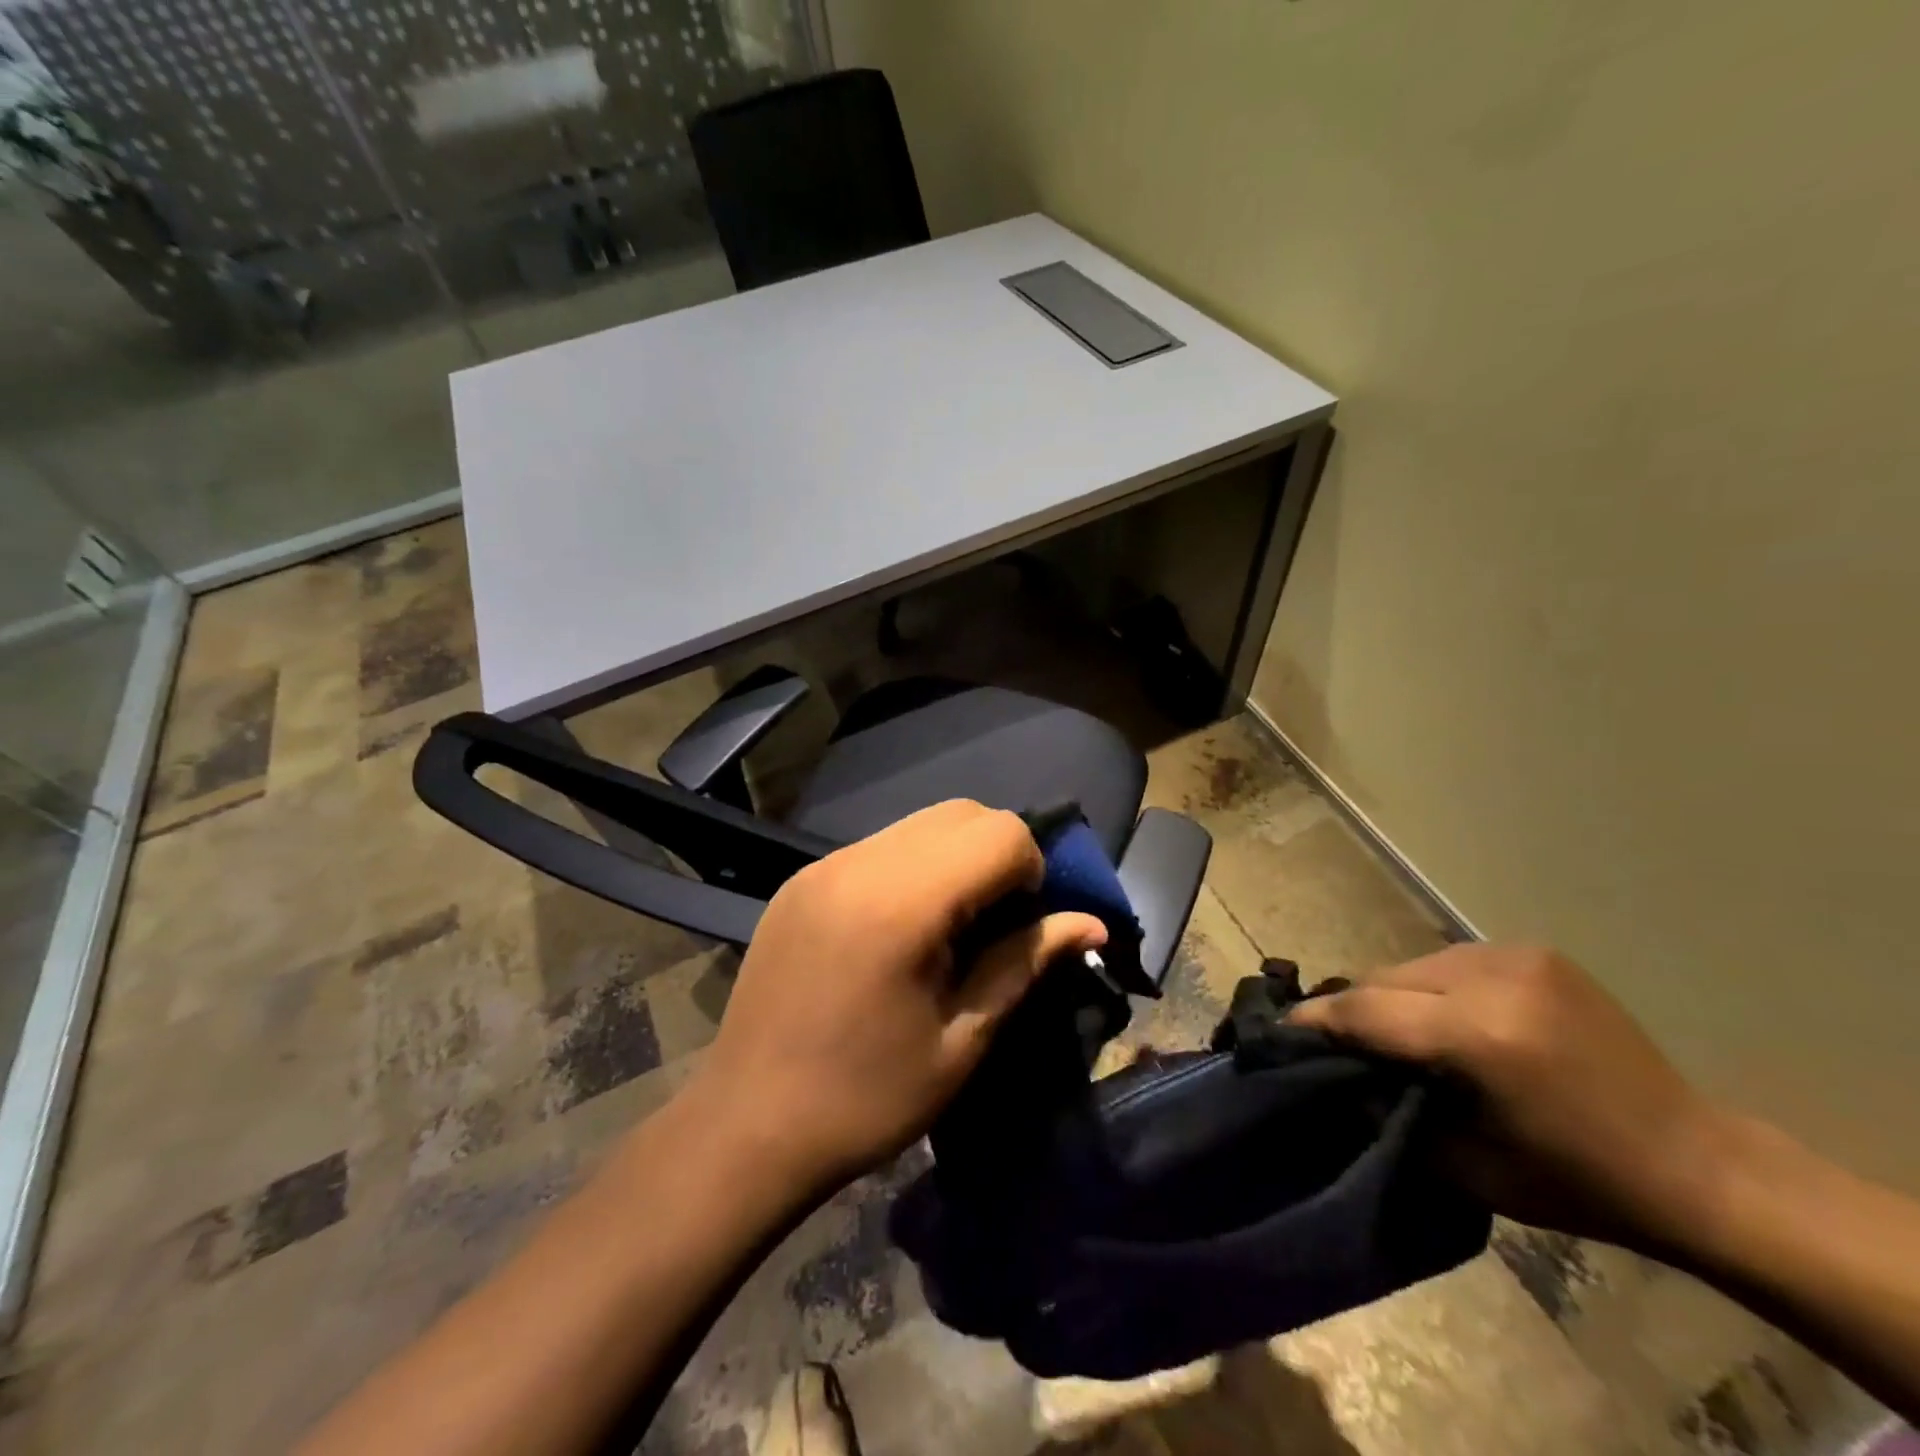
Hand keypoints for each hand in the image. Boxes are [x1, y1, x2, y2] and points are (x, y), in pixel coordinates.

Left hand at [687, 800, 1107, 1195]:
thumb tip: (1093, 923)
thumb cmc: (866, 1099)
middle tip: (993, 926)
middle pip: (962, 813)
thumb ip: (1025, 963)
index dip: (1033, 872)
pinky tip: (899, 931)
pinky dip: (912, 868)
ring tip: (947, 929)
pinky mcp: (801, 880)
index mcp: (903, 901)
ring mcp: (823, 865)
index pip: (1001, 832)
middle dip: (998, 855)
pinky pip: (879, 847)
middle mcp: (860, 861)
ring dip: (955, 859)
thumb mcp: (962, 1040)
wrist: (746, 1127)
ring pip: (919, 825)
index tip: (1021, 929)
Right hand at [1288, 945, 1732, 1251]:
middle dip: (1353, 1009)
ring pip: (1411, 965)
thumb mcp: (1466, 1164)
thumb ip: (1388, 1108)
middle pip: (1383, 979)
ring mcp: (1516, 955)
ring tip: (1392, 1031)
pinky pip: (1449, 962)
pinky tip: (1442, 1016)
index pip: (1365, 1010)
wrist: (1696, 1164)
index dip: (1316, 1020)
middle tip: (1335, 1041)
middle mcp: (1493, 978)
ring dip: (1391, 996)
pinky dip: (1429, 986)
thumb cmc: (1578, 1182)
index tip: (1279, 1032)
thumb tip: (1335, 1074)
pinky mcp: (1533, 950)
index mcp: (1480, 1034)